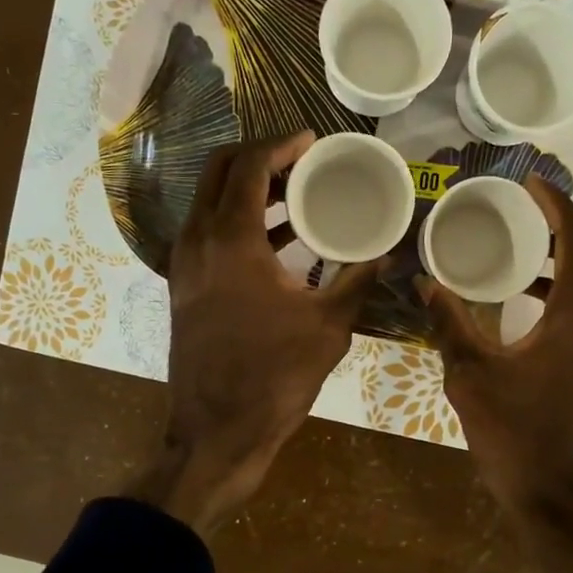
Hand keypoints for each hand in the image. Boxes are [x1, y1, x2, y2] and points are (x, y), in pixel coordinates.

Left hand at [127, 132, 381, 533]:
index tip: (311, 141)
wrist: (217, 431)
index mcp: (230, 239)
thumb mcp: (328, 326)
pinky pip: (208, 234)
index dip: (280, 144)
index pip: (248, 164)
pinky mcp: (184, 288)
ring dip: (247, 191)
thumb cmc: (274, 376)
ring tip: (294, 196)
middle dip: (258, 157)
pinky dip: (237, 223)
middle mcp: (197, 241)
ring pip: (209, 203)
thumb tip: (388, 254)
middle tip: (300, 163)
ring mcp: (184, 265)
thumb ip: (358, 281)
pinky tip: (277, 242)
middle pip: (219, 171)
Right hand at [420, 176, 572, 572]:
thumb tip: (423, 283)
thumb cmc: (518, 440)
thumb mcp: (472, 379)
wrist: (567, 504)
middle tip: (532, 206)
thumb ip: (449, 324)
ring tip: (531, 244)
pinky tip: (536, 298)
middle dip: (571, 217)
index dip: (555, 201)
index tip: (528, 181)